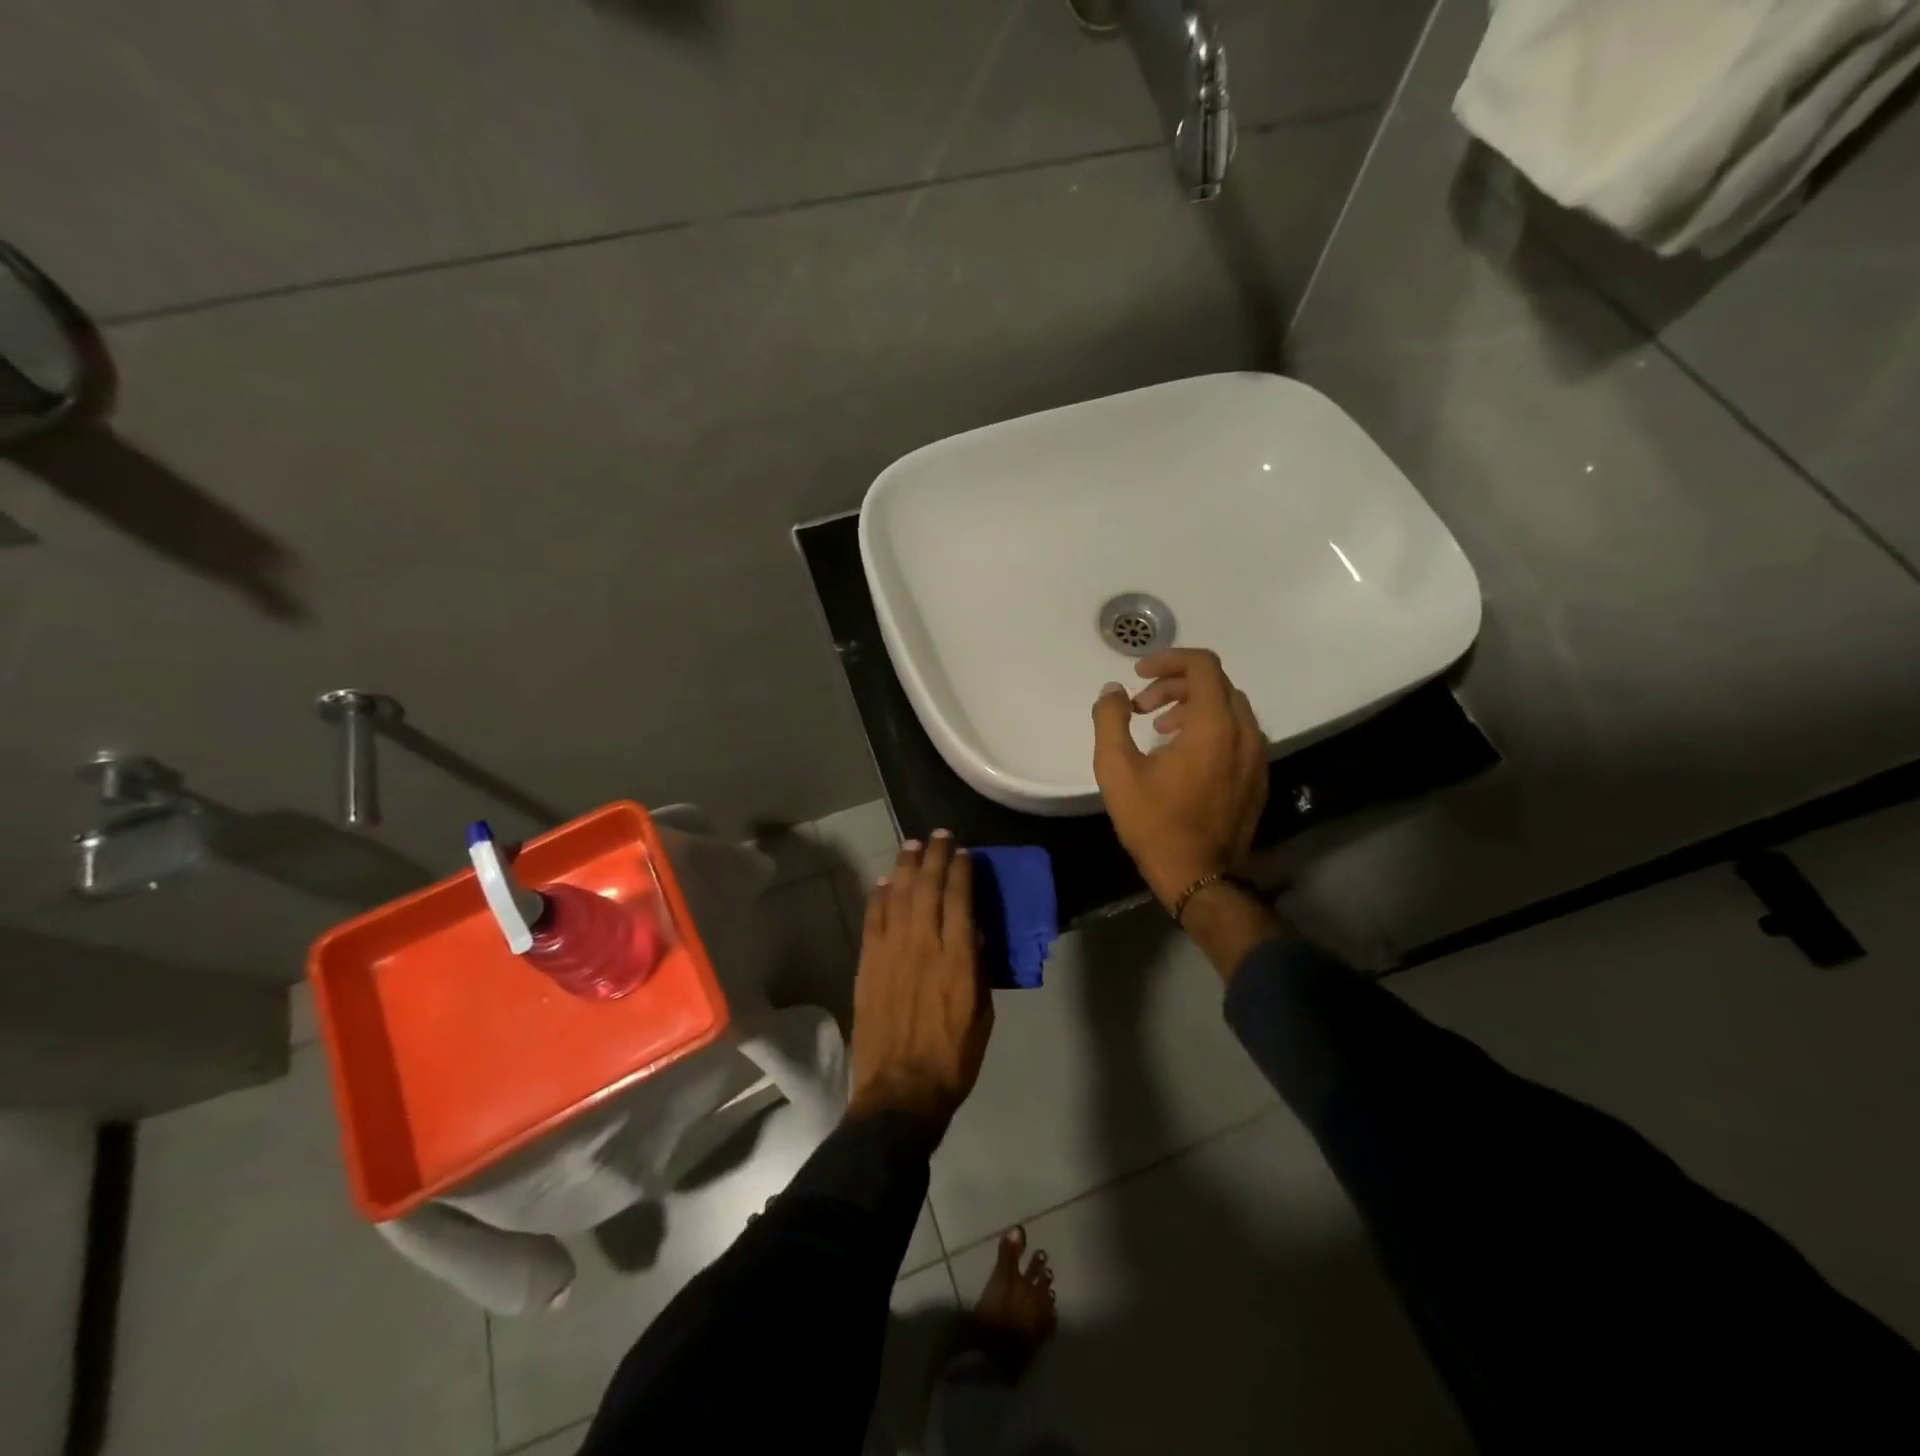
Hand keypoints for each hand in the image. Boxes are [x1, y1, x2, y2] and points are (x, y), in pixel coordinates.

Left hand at [847, 831, 993, 1126]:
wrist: (900, 1092)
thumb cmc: (952, 1059)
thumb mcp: (982, 1015)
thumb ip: (977, 970)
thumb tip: (973, 934)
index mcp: (957, 959)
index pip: (960, 900)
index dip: (962, 871)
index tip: (964, 852)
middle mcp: (923, 946)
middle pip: (928, 889)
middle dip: (935, 857)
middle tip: (939, 836)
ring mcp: (891, 953)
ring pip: (899, 897)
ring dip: (906, 867)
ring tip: (912, 845)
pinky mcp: (868, 965)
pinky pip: (873, 921)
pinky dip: (880, 897)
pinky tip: (885, 882)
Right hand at [1091, 648, 1268, 911]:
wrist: (1197, 876)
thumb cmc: (1154, 822)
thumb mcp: (1116, 770)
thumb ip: (1111, 720)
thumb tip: (1113, 692)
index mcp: (1214, 726)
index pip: (1203, 665)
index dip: (1169, 659)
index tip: (1139, 675)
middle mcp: (1245, 733)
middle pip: (1216, 684)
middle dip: (1176, 685)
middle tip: (1142, 707)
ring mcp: (1257, 756)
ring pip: (1229, 708)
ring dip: (1193, 706)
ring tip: (1160, 729)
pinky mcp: (1259, 776)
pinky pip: (1238, 733)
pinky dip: (1211, 727)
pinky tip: (1184, 753)